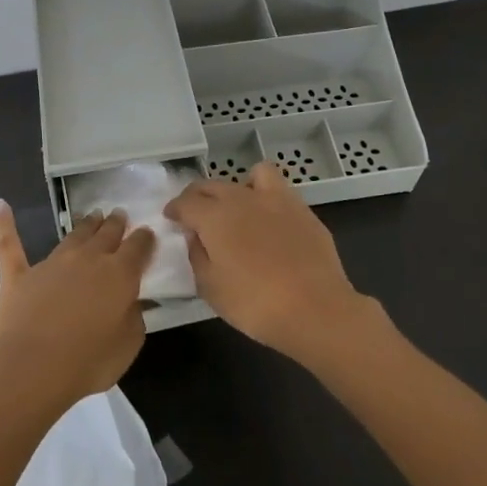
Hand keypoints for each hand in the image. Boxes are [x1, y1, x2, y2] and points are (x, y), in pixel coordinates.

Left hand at [0, 201, 154, 414]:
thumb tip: (131, 300)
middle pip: (106, 233)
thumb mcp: (128, 344)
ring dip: (85, 224)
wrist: (33, 367)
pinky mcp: (19, 274)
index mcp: (119, 274)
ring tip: (93, 216)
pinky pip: (10, 244)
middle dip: (115, 223)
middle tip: (119, 214)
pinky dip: (4, 224)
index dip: (144, 239)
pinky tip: (0, 205)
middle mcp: (88, 259)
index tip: (147, 234)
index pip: (137, 247)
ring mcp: (52, 263)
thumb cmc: (88, 361)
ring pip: (73, 235)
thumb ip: (134, 316)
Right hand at [165, 163, 367, 365]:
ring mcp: (275, 199)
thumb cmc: (254, 304)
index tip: (171, 218)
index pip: (185, 202)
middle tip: (196, 215)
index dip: (174, 209)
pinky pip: (278, 189)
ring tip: (237, 208)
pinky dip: (267, 195)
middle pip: (212, 185)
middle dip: (198, 197)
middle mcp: (241, 198)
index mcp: (214, 216)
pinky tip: (269, 217)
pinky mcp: (302, 209)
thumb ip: (197, 256)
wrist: (315, 309)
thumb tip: (195, 237)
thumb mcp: (211, 288)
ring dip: (236, 187)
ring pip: (249, 176)